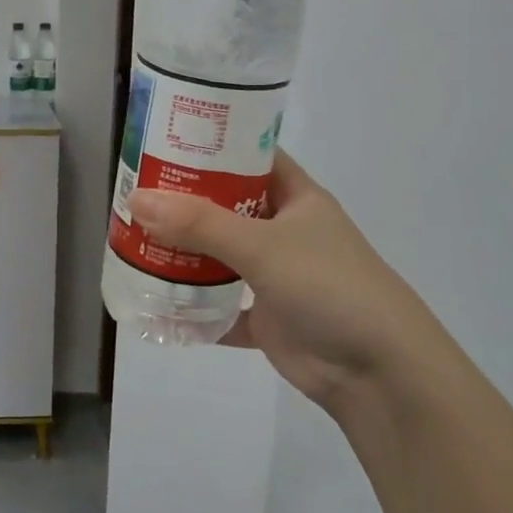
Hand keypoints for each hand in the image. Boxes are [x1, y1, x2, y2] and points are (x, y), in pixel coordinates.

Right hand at [127, 149, 447, 412]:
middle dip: (184, 201)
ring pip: (220, 255)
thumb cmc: (329, 286)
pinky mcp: (267, 319)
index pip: (250, 156)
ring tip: (133, 238)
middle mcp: (284, 231)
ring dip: (183, 252)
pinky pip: (221, 306)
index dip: (213, 144)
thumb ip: (199, 223)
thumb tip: (136, 199)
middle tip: (134, 191)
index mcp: (296, 198)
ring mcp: (275, 276)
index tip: (164, 139)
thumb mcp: (262, 245)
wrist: (379, 373)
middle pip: (226, 206)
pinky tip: (154, 300)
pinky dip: (193, 306)